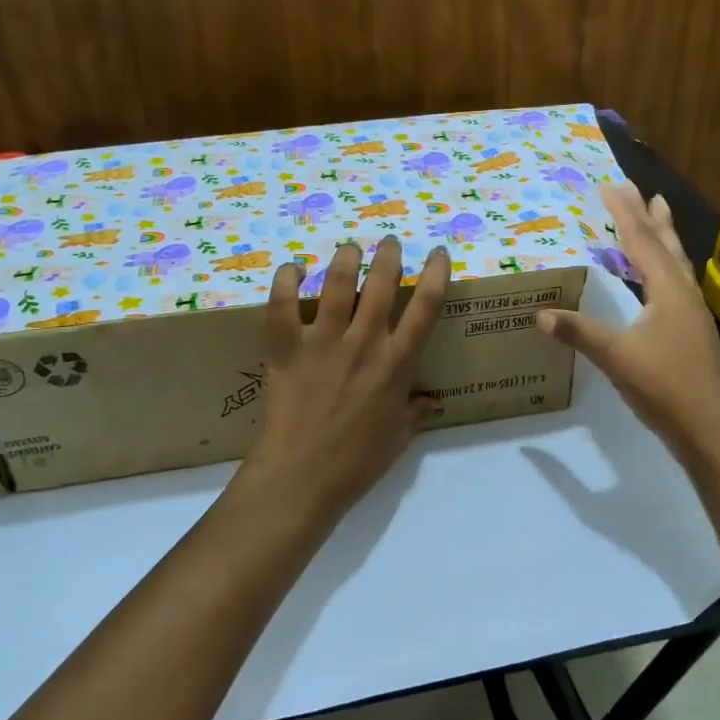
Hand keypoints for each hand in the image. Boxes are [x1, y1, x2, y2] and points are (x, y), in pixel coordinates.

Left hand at [239, 236, 450, 521]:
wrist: (300, 477)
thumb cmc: (356, 463)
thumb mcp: (398, 438)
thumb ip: (416, 411)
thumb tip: (434, 400)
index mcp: (396, 363)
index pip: (425, 306)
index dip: (436, 273)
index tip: (438, 252)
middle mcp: (364, 342)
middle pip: (382, 282)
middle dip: (389, 254)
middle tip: (389, 242)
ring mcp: (322, 340)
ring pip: (337, 282)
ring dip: (346, 257)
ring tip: (350, 248)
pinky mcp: (286, 346)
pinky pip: (282, 302)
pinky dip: (286, 279)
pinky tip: (292, 268)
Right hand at [538, 181, 719, 464]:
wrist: (711, 431)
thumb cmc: (666, 387)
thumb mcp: (617, 357)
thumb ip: (580, 333)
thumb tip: (540, 314)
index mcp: (668, 291)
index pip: (642, 242)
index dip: (625, 213)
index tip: (611, 186)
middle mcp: (684, 294)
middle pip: (666, 245)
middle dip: (650, 216)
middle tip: (640, 189)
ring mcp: (692, 314)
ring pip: (676, 263)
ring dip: (664, 236)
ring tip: (659, 213)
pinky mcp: (693, 332)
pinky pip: (676, 283)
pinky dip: (665, 265)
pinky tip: (661, 276)